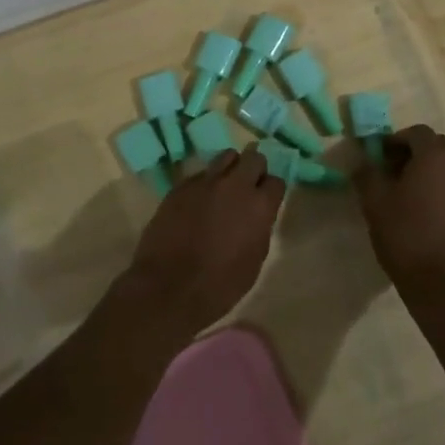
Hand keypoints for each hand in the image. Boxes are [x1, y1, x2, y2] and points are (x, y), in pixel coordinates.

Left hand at [117, 145, 285, 336]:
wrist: (168, 287)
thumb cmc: (219, 285)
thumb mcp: (253, 262)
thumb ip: (260, 229)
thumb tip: (257, 216)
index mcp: (259, 206)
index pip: (276, 181)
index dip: (271, 191)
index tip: (266, 200)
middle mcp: (235, 185)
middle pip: (254, 158)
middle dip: (254, 169)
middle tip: (247, 188)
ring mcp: (206, 181)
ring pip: (226, 157)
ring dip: (230, 169)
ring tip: (223, 188)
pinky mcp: (182, 185)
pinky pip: (201, 173)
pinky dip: (205, 183)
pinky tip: (198, 202)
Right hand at [355, 125, 444, 304]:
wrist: (444, 287)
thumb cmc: (406, 236)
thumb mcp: (374, 202)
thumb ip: (367, 173)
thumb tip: (363, 161)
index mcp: (436, 155)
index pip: (416, 132)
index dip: (395, 141)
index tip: (379, 157)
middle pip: (436, 146)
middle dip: (414, 154)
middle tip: (393, 173)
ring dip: (431, 171)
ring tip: (411, 194)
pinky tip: (429, 213)